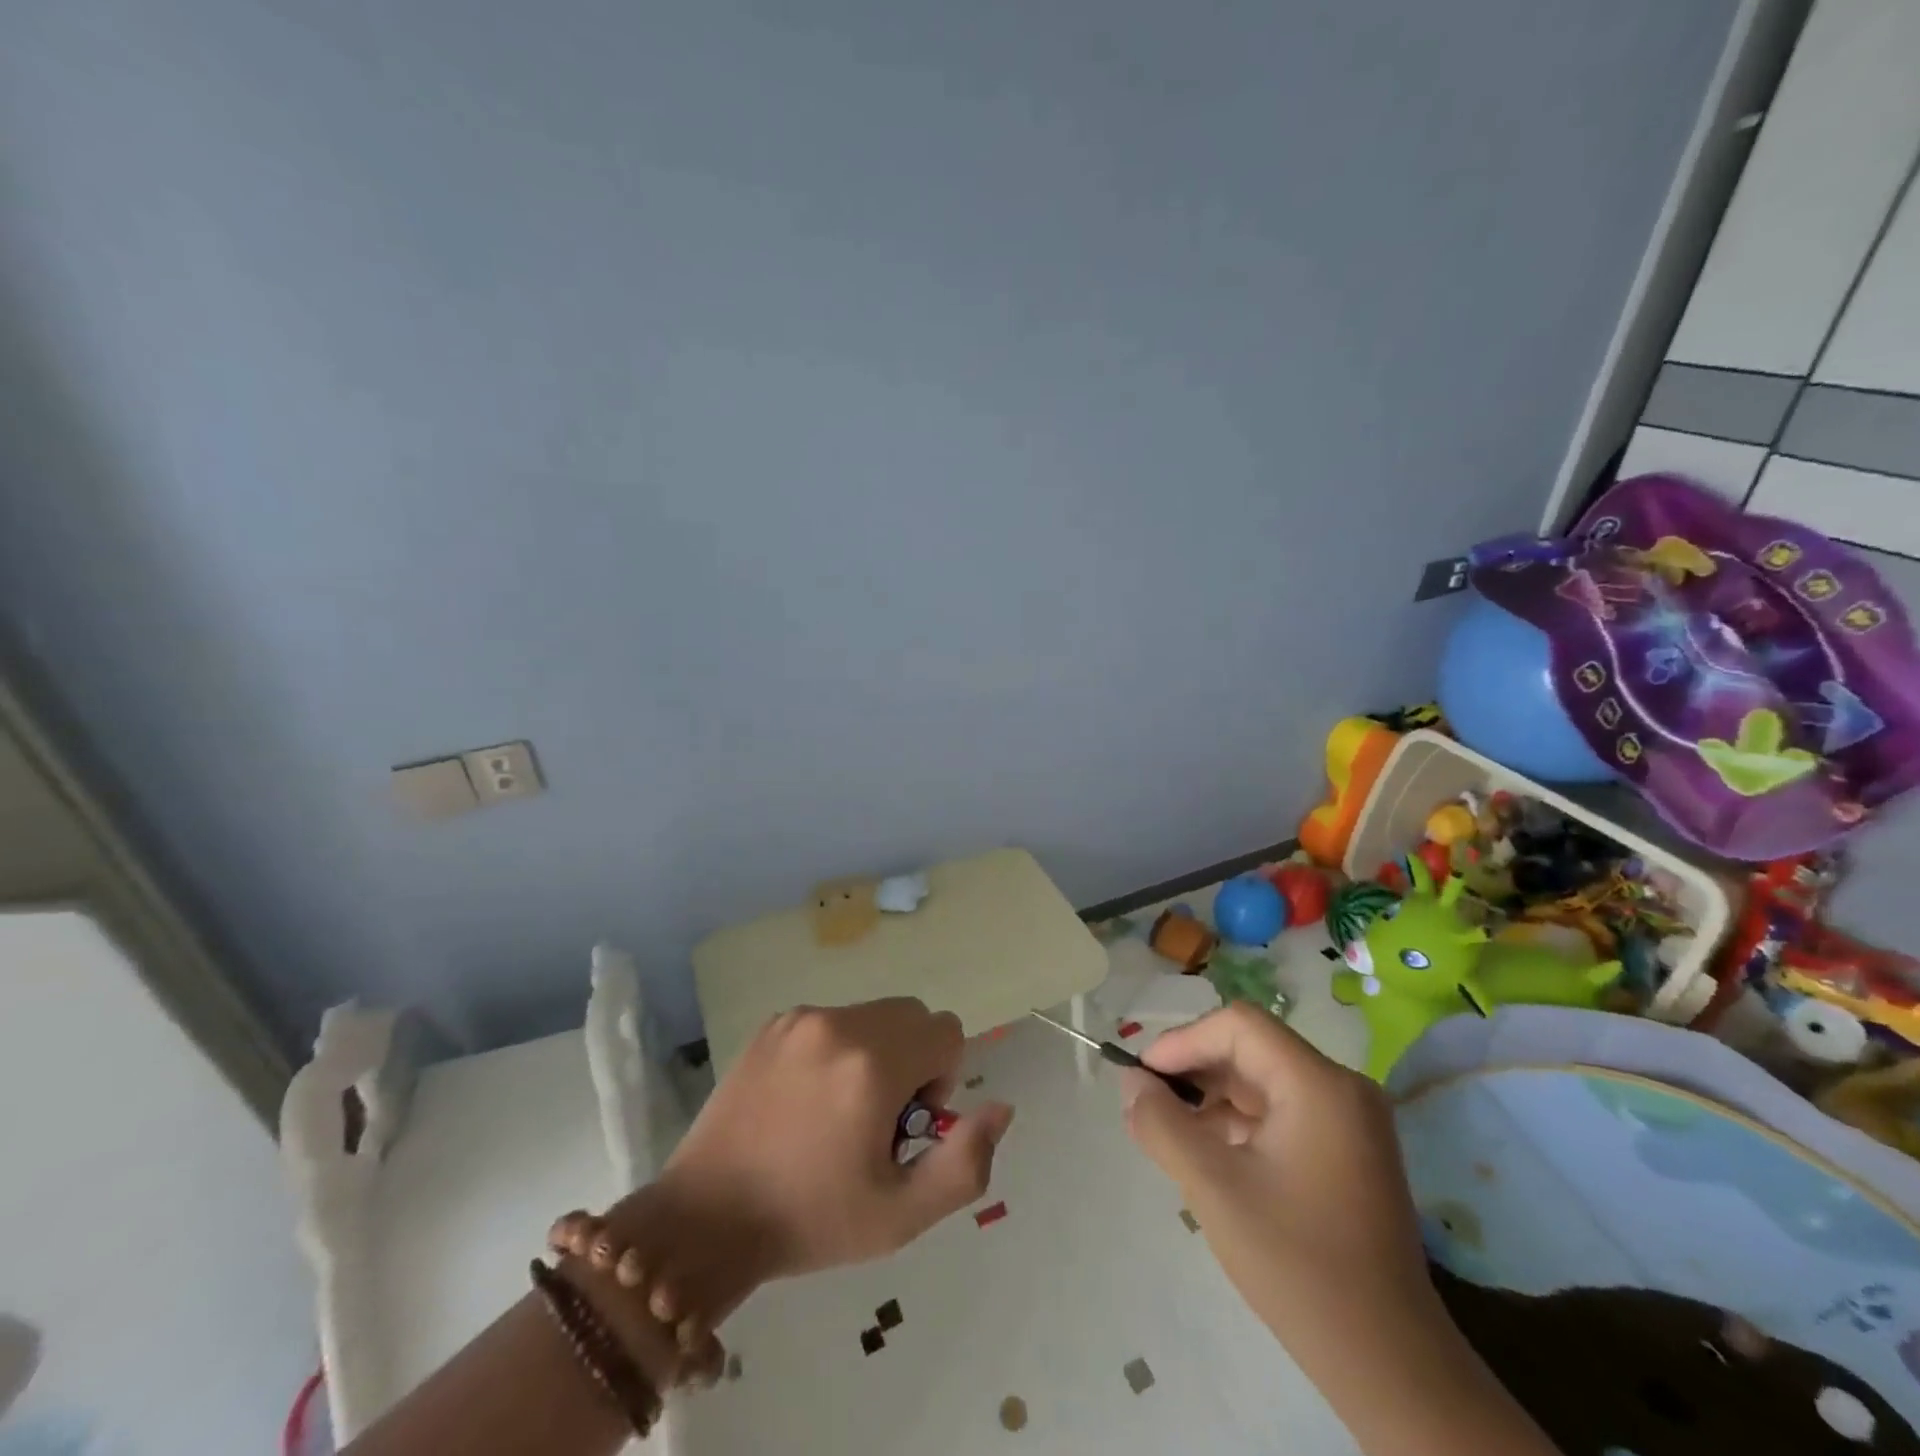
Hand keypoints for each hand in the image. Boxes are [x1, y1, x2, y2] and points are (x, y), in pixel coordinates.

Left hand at [608, 999, 1013, 1334]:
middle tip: (876, 1120)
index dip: (942, 1080)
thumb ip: (966, 1161)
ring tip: (837, 1112)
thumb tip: (1001, 1106)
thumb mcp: (902, 1215)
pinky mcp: (773, 1023)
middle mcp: (839, 1024)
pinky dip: (838, 1048)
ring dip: (876, 1052)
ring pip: (873, 1014)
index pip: (946, 1031)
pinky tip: (805, 1101)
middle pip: (912, 1015)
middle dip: (913, 1060)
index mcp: (874, 1064)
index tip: (906, 1126)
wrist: (705, 1219)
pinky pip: (833, 1019)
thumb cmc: (810, 1221)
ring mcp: (801, 1018)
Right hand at [1120, 1003, 1431, 1350]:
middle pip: (1251, 1050)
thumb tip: (1130, 1081)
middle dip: (1195, 1071)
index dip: (1184, 1041)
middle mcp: (1342, 1088)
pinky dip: (1240, 1123)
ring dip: (1214, 1099)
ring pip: (1263, 1081)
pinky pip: (1282, 1112)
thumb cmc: (1297, 1265)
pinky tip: (1210, 1155)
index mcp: (1319, 1084)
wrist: (1388, 1365)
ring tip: (1172, 1134)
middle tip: (1150, 1105)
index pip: (1239, 1026)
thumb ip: (1162, 1124)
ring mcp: (1351, 1120)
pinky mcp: (1349, 1150)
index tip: (1143, 1077)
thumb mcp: (1214, 1188)